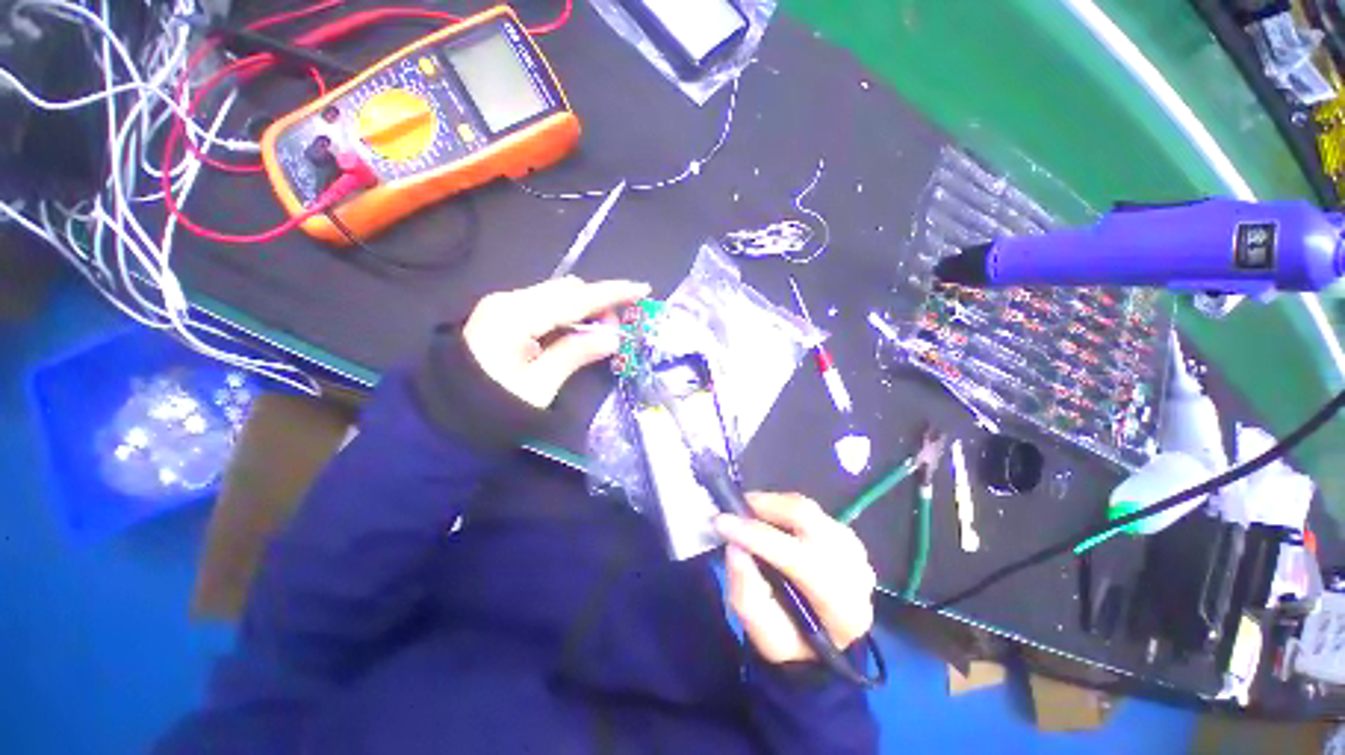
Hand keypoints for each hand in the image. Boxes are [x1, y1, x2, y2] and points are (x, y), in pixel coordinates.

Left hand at [463, 277, 650, 408]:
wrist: (446, 417)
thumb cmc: (494, 406)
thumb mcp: (541, 385)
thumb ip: (576, 353)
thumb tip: (613, 337)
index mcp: (516, 316)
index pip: (574, 299)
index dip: (611, 294)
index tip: (642, 289)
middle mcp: (509, 300)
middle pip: (566, 289)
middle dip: (599, 302)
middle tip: (617, 330)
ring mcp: (503, 305)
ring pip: (557, 295)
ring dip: (585, 308)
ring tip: (600, 334)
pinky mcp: (503, 314)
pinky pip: (545, 305)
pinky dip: (568, 314)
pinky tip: (577, 332)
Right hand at [716, 493, 876, 664]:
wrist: (823, 647)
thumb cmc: (791, 642)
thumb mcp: (763, 635)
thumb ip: (747, 593)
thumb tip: (734, 547)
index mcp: (842, 607)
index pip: (799, 559)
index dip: (756, 536)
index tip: (721, 522)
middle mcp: (855, 570)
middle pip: (807, 519)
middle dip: (765, 507)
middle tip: (735, 508)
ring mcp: (854, 549)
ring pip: (808, 509)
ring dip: (773, 506)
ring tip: (747, 515)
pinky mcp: (846, 535)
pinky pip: (810, 510)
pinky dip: (783, 509)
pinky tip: (768, 520)